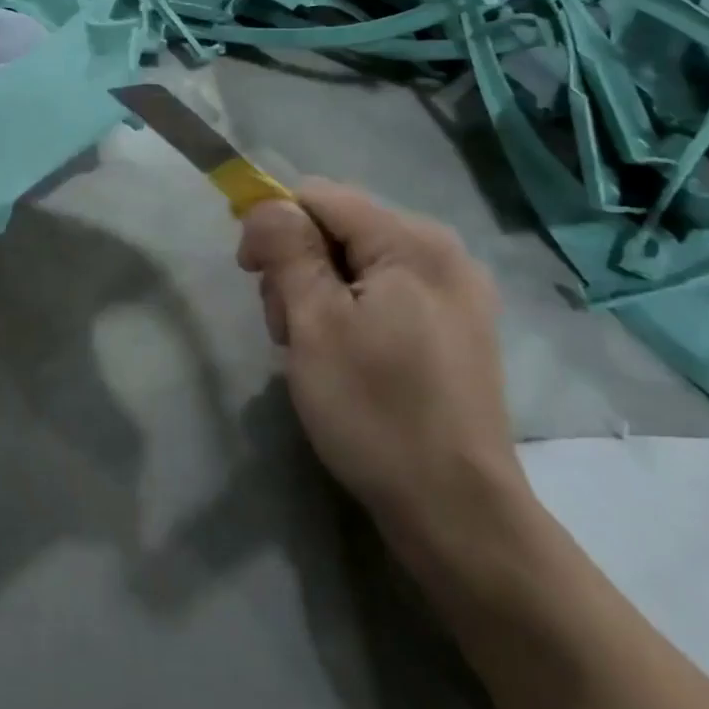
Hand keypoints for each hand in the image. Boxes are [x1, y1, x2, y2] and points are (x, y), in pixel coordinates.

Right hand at [237, 180, 522, 545]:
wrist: (456, 511)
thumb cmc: (375, 410)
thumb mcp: (313, 323)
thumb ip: (287, 249)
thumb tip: (267, 204)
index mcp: (412, 242)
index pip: (319, 196)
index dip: (274, 225)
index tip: (251, 275)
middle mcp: (442, 253)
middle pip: (339, 228)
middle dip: (298, 267)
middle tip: (287, 330)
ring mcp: (455, 292)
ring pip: (357, 262)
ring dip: (319, 294)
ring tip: (311, 350)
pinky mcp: (456, 327)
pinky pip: (384, 293)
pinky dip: (351, 313)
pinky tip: (345, 357)